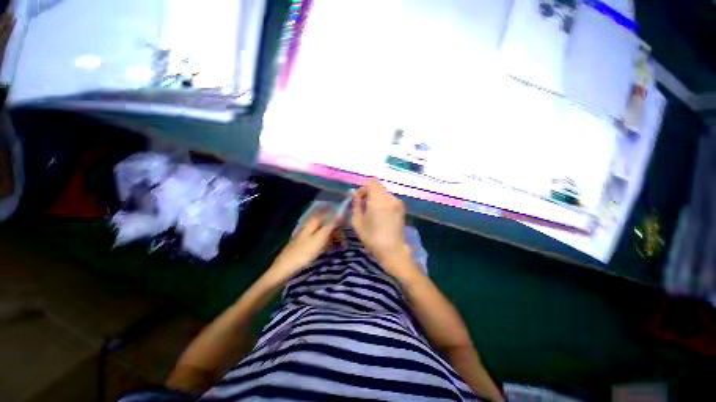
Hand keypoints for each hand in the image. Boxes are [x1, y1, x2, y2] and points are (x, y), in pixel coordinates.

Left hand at [268, 207, 338, 283]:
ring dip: (334, 236)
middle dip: (338, 229)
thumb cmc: (304, 252)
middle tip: (345, 241)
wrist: (286, 267)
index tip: (347, 221)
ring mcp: (308, 232)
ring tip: (341, 247)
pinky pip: (321, 237)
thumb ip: (331, 224)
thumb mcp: (320, 237)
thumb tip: (341, 213)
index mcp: (314, 221)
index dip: (338, 213)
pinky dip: (328, 241)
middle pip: (328, 221)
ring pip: (325, 230)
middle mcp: (311, 223)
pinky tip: (332, 248)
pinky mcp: (307, 241)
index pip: (328, 211)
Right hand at [352, 179, 417, 278]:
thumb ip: (356, 205)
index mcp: (378, 199)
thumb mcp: (358, 222)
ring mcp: (398, 203)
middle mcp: (390, 197)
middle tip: (364, 206)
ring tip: (372, 212)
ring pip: (384, 193)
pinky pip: (390, 200)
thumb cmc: (372, 237)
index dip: (363, 188)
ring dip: (376, 198)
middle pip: (378, 187)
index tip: (359, 199)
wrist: (392, 250)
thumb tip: (356, 195)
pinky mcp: (402, 209)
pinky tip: (381, 215)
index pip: (372, 182)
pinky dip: (383, 203)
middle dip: (369, 193)